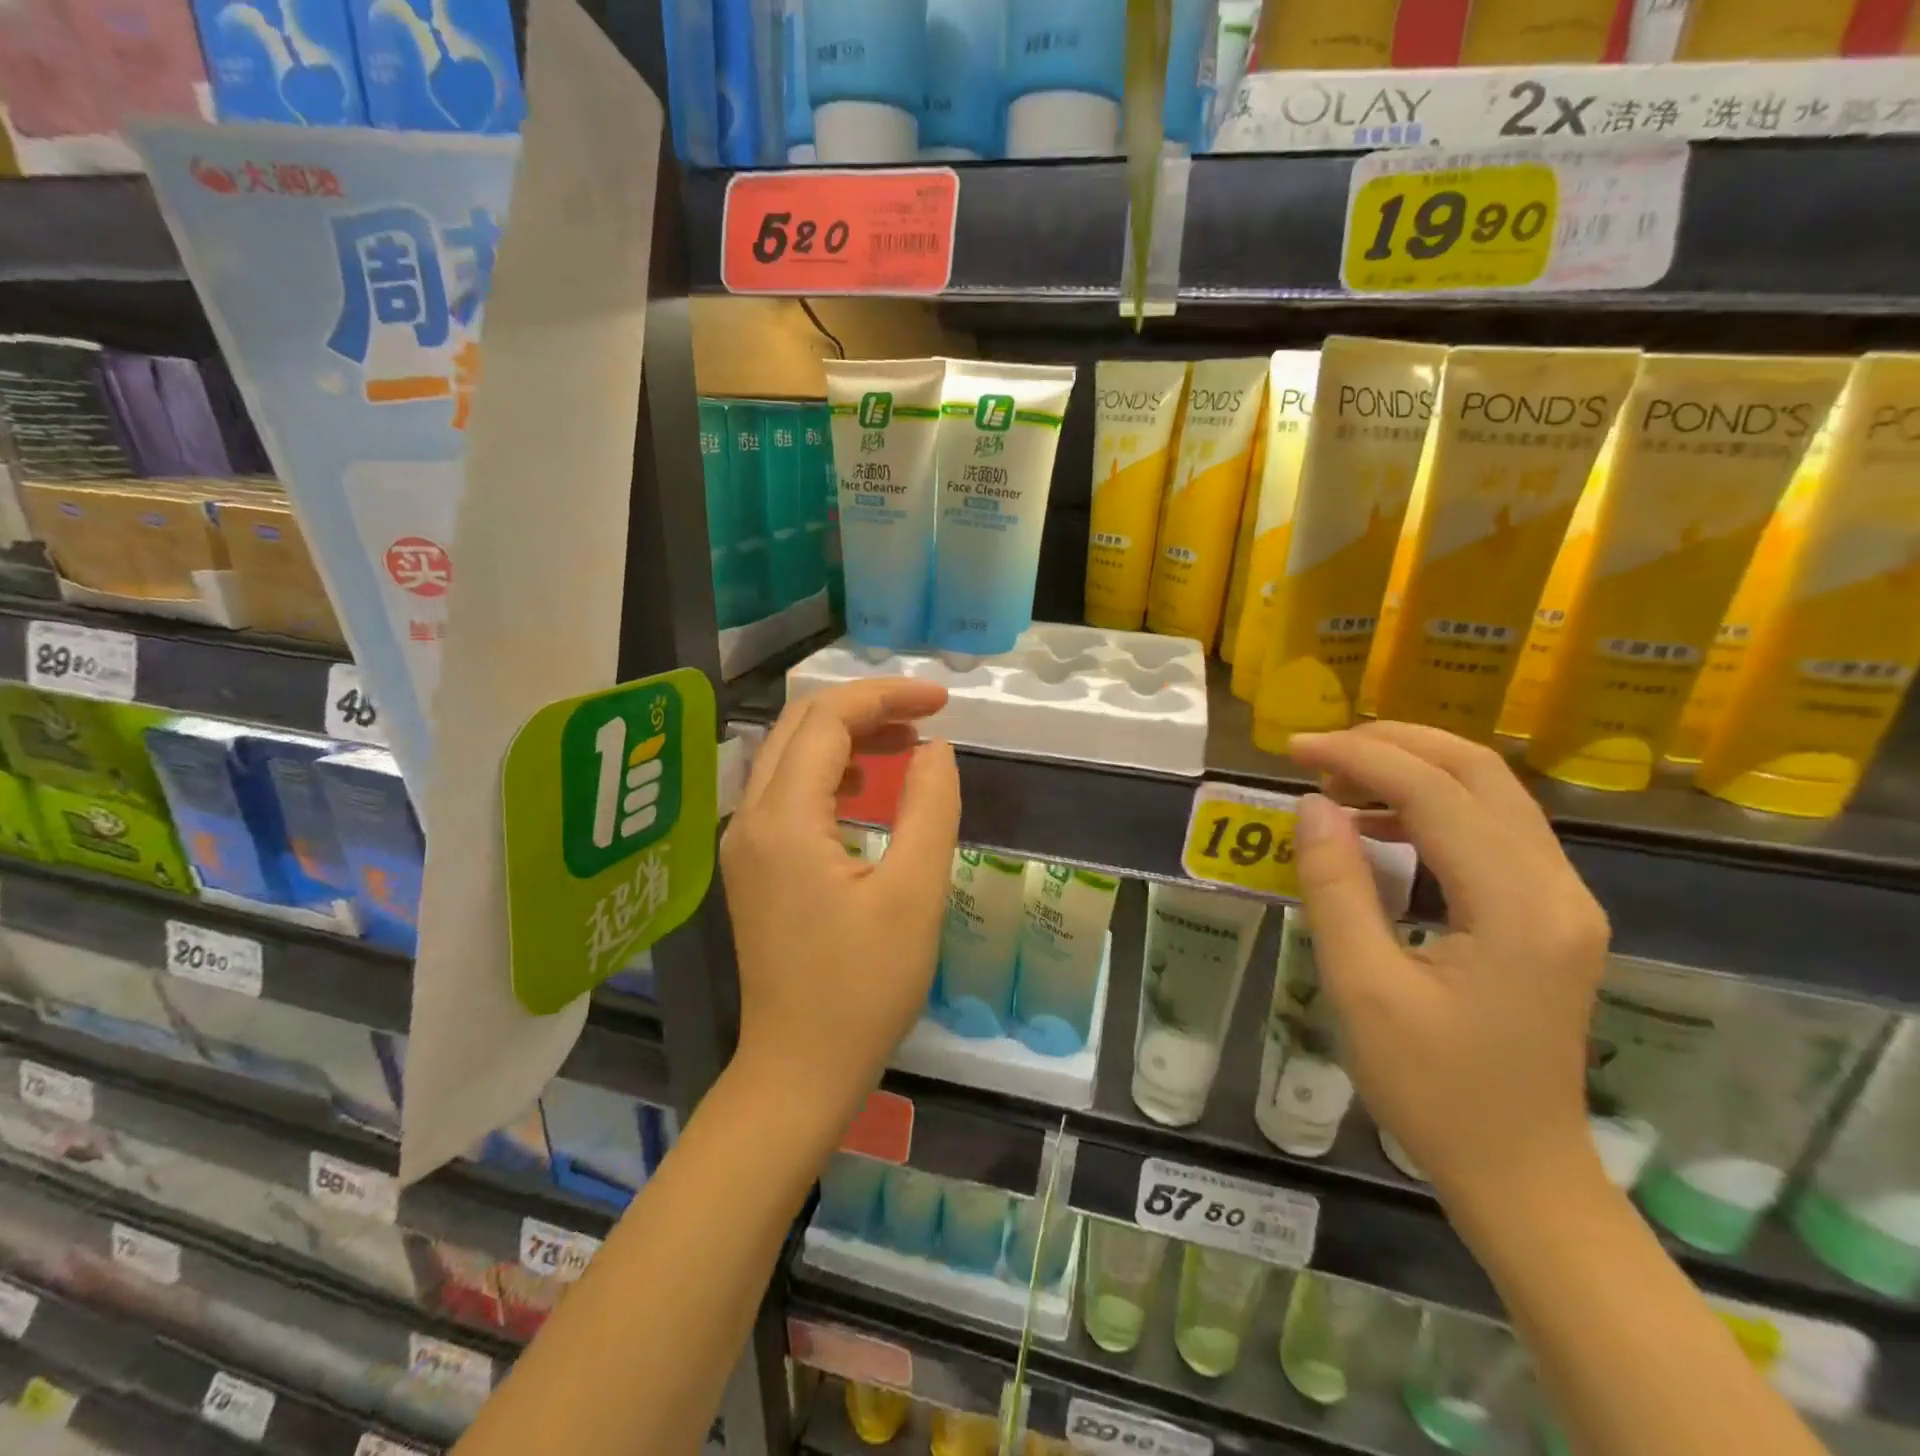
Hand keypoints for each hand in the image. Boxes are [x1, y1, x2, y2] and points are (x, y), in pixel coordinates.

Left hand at [721, 680, 959, 1126]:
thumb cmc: (863, 989)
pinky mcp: (751, 866)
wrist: (799, 1070)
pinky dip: (829, 773)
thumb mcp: (914, 894)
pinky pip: (785, 792)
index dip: (886, 696)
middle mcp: (750, 818)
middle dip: (865, 708)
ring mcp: (743, 843)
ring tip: (906, 745)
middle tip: (926, 718)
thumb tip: (935, 749)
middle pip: (799, 726)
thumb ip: (929, 807)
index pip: (828, 720)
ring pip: (789, 756)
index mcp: (784, 819)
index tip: (943, 701)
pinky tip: (866, 789)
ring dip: (846, 738)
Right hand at [1288, 721, 1610, 1216]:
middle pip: (1480, 772)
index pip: (1437, 793)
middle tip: (1317, 754)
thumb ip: (1336, 887)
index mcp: (1518, 907)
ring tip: (1338, 783)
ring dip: (1412, 770)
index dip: (1360, 758)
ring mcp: (1563, 900)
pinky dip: (1431, 806)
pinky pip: (1493, 829)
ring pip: (1491, 794)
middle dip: (1393, 745)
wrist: (1521, 1174)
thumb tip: (1313, 806)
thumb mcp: (1363, 989)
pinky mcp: (1550, 914)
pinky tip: (1381, 826)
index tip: (1292, 750)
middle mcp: (1557, 888)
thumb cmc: (1434, 1091)